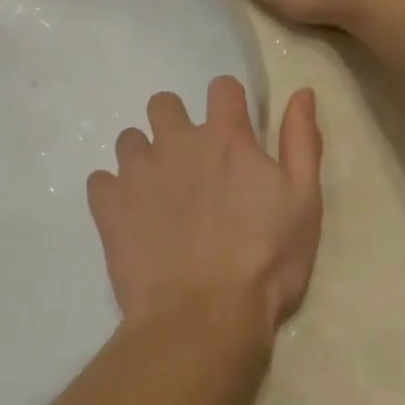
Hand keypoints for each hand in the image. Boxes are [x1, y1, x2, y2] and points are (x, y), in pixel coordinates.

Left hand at [87, 77, 322, 335]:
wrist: (204, 317)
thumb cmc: (266, 261)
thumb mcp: (304, 202)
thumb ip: (301, 142)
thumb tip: (302, 92)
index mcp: (226, 137)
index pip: (221, 87)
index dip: (228, 103)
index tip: (234, 130)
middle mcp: (176, 142)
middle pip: (163, 104)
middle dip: (175, 123)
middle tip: (190, 163)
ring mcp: (137, 172)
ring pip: (129, 140)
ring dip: (143, 157)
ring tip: (158, 195)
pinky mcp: (108, 205)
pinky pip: (100, 181)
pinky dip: (113, 194)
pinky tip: (130, 218)